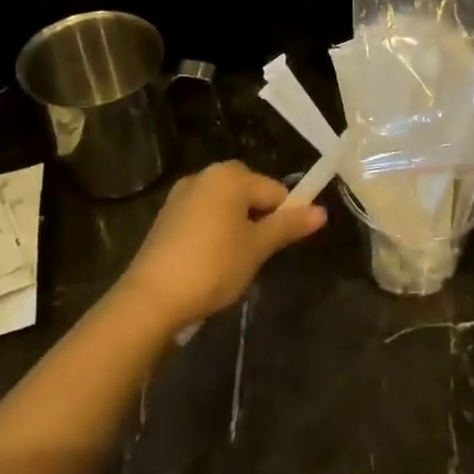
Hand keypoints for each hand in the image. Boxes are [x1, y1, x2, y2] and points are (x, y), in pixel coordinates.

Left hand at [116, 162, 326, 331]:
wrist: (151, 298)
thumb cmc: (213, 266)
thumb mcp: (257, 248)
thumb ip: (289, 226)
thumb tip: (322, 212)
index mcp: (230, 175)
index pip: (275, 191)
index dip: (285, 218)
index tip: (281, 248)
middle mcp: (205, 175)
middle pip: (249, 193)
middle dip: (259, 220)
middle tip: (257, 255)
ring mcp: (182, 194)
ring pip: (226, 206)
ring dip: (237, 227)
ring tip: (233, 263)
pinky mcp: (166, 216)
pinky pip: (204, 216)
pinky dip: (214, 233)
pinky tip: (209, 262)